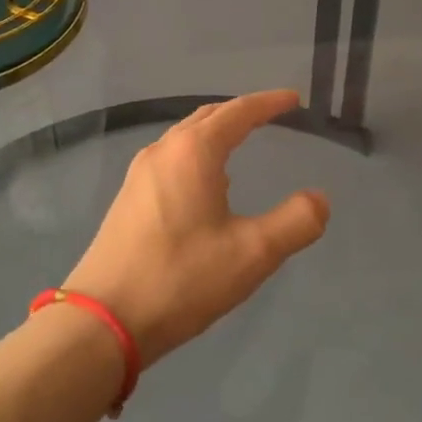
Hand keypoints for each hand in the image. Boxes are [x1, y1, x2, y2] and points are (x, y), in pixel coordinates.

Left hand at [63, 90, 329, 366]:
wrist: (101, 322)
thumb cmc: (180, 278)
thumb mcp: (251, 254)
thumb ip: (295, 222)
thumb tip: (320, 199)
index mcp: (194, 151)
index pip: (238, 111)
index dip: (269, 102)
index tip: (293, 99)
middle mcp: (164, 151)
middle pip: (209, 116)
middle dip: (242, 112)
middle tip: (271, 115)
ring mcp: (140, 174)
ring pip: (186, 137)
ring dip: (216, 132)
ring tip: (242, 142)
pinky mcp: (128, 198)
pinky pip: (171, 157)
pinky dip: (197, 153)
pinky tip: (206, 183)